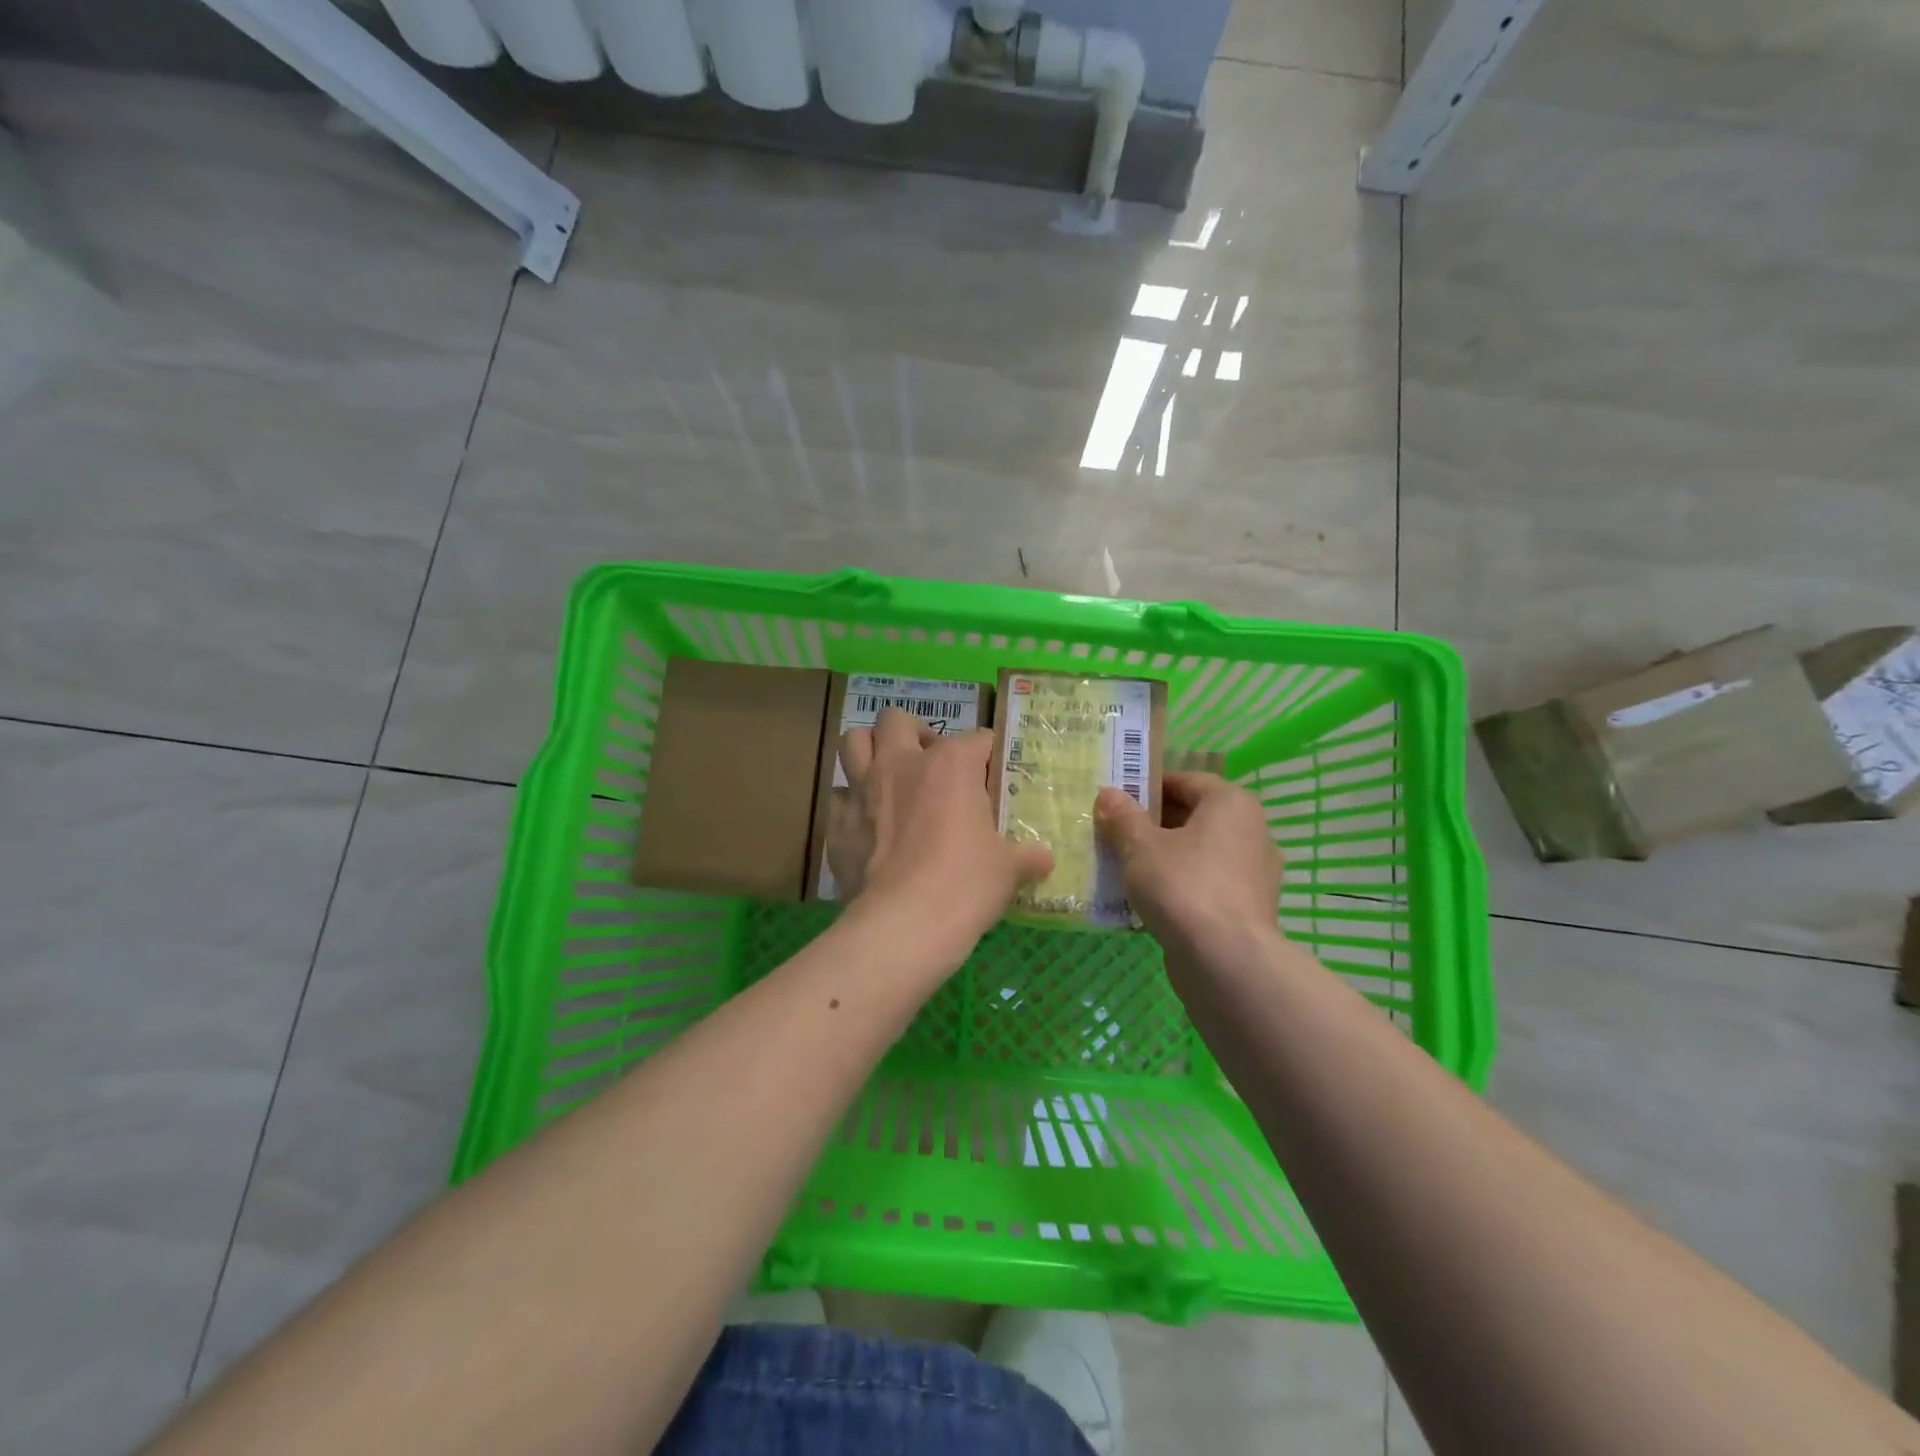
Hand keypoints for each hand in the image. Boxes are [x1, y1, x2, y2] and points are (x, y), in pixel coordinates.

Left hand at [831, 709, 1053, 964]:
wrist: (903, 924)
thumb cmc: (965, 884)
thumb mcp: (1008, 870)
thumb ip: (1027, 856)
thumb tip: (1044, 859)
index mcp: (950, 764)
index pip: (977, 739)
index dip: (988, 755)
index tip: (993, 775)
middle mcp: (901, 763)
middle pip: (896, 720)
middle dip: (912, 732)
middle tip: (927, 761)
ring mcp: (862, 790)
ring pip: (853, 742)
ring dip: (870, 751)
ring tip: (888, 775)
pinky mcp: (837, 823)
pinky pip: (839, 797)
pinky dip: (852, 804)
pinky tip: (867, 825)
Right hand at [1094, 772, 1284, 966]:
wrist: (1225, 961)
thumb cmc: (1183, 885)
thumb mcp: (1140, 846)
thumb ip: (1123, 816)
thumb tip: (1108, 793)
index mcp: (1231, 804)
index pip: (1186, 781)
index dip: (1149, 786)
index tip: (1117, 799)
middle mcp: (1252, 831)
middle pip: (1194, 816)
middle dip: (1153, 823)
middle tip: (1115, 832)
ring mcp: (1254, 873)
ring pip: (1200, 853)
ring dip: (1165, 856)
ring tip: (1125, 866)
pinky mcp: (1248, 908)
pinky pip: (1207, 883)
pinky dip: (1180, 885)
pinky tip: (1148, 899)